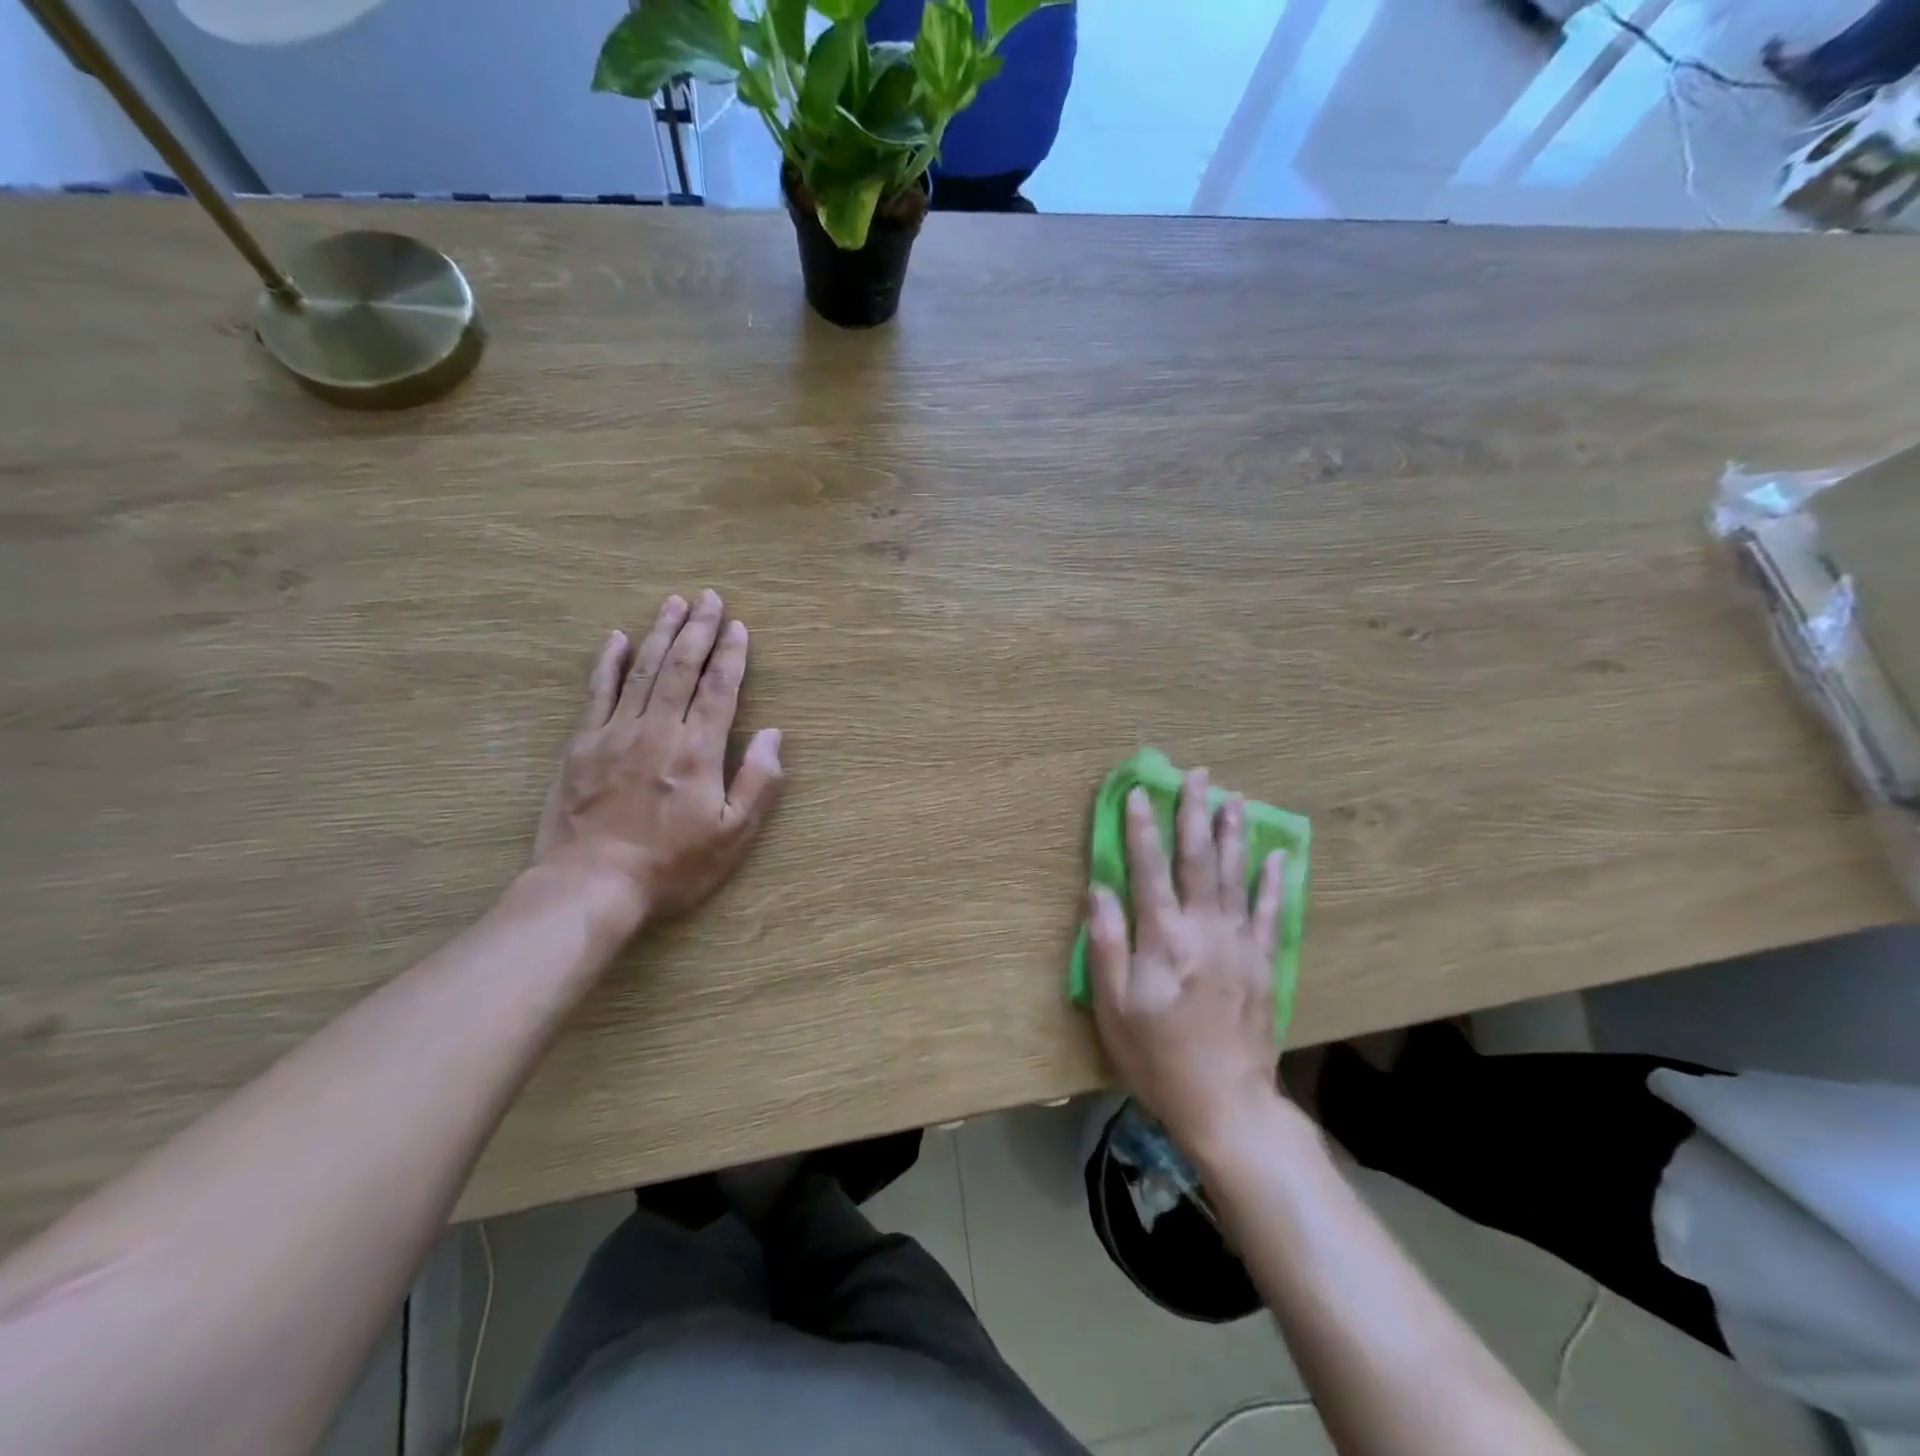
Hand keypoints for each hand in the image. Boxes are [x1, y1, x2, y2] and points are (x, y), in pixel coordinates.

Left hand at [532, 591, 783, 922]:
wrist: (592, 886)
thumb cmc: (672, 865)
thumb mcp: (734, 835)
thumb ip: (758, 781)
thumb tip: (774, 734)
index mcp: (698, 750)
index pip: (720, 688)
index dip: (731, 654)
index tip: (738, 626)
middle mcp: (658, 730)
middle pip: (681, 668)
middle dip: (698, 629)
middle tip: (709, 597)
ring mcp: (615, 734)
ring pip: (641, 671)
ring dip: (660, 634)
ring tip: (673, 603)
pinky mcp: (582, 745)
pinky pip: (597, 693)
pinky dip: (607, 663)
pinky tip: (615, 639)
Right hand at [1087, 769, 1285, 1158]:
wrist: (1226, 1103)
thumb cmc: (1158, 1056)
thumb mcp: (1114, 1008)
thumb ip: (1107, 945)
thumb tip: (1099, 890)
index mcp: (1164, 938)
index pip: (1149, 869)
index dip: (1142, 829)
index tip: (1139, 792)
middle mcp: (1205, 929)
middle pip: (1199, 860)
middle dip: (1194, 814)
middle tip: (1197, 775)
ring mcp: (1240, 944)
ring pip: (1236, 876)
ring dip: (1234, 834)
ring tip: (1234, 798)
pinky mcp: (1263, 963)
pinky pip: (1270, 911)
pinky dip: (1273, 881)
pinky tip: (1278, 855)